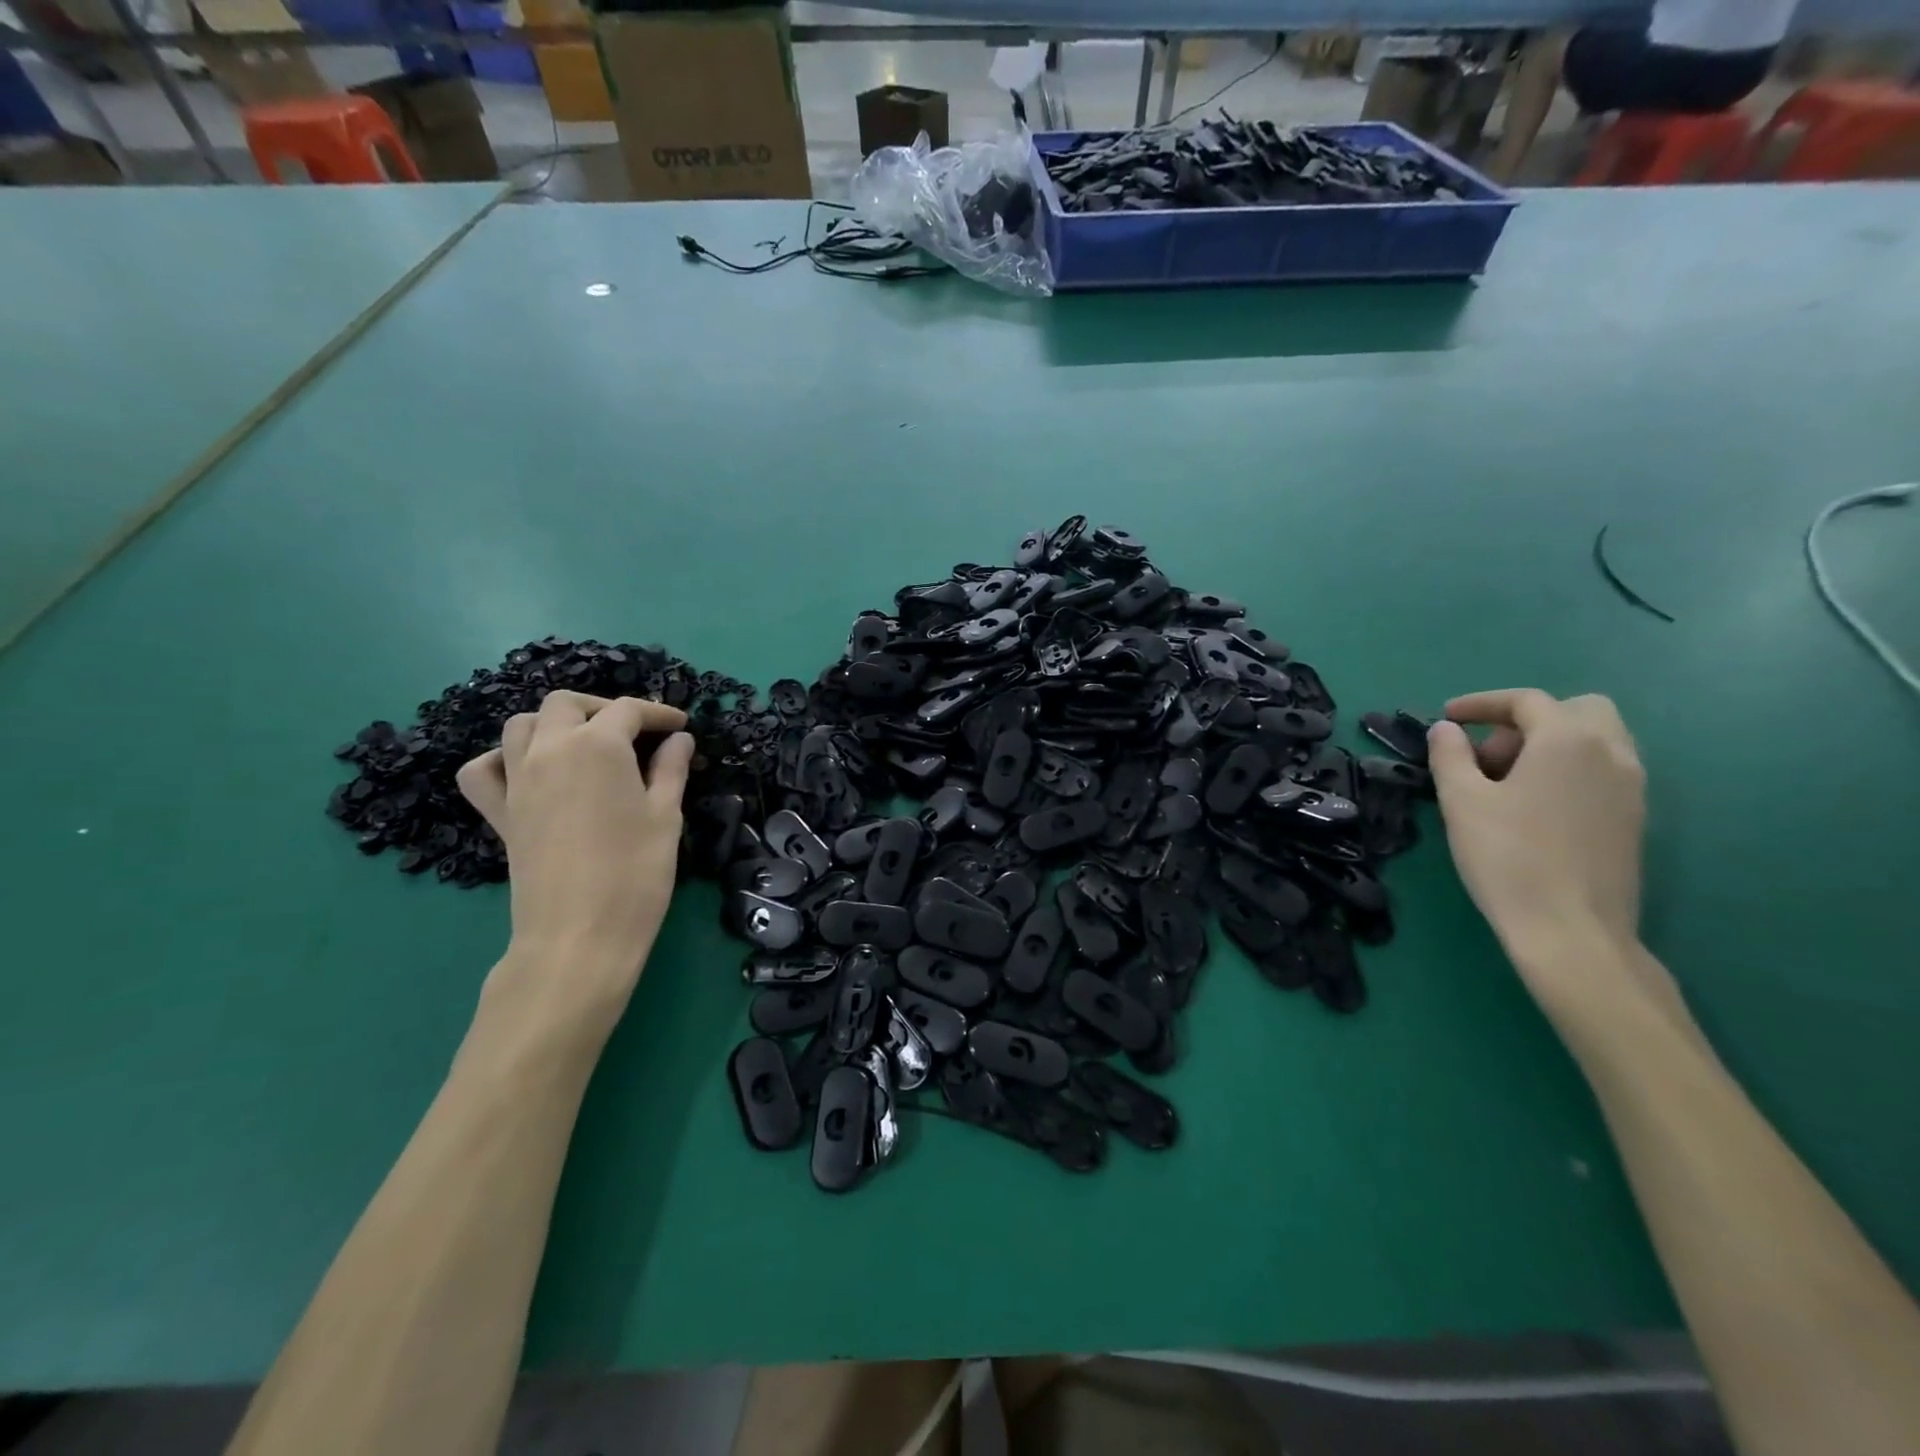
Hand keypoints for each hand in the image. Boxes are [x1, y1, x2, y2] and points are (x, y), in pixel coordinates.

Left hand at [456, 691, 693, 1029]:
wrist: (580, 935)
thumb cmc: (636, 873)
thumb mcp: (665, 816)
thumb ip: (671, 770)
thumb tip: (679, 740)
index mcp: (598, 747)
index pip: (628, 710)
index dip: (659, 713)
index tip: (681, 727)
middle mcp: (550, 750)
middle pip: (567, 704)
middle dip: (603, 708)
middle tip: (635, 732)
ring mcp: (517, 780)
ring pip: (521, 725)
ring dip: (554, 723)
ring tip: (585, 744)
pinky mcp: (499, 812)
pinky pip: (483, 769)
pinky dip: (502, 759)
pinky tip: (528, 771)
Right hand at [1427, 688, 1645, 975]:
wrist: (1571, 929)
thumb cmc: (1508, 857)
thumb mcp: (1461, 801)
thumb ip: (1450, 756)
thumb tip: (1447, 730)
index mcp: (1569, 740)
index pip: (1527, 701)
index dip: (1482, 704)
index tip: (1448, 718)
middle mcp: (1611, 753)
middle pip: (1576, 710)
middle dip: (1527, 720)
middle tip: (1487, 754)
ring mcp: (1632, 787)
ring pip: (1595, 740)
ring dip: (1549, 744)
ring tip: (1505, 782)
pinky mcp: (1634, 818)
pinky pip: (1602, 771)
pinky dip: (1567, 769)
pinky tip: (1532, 806)